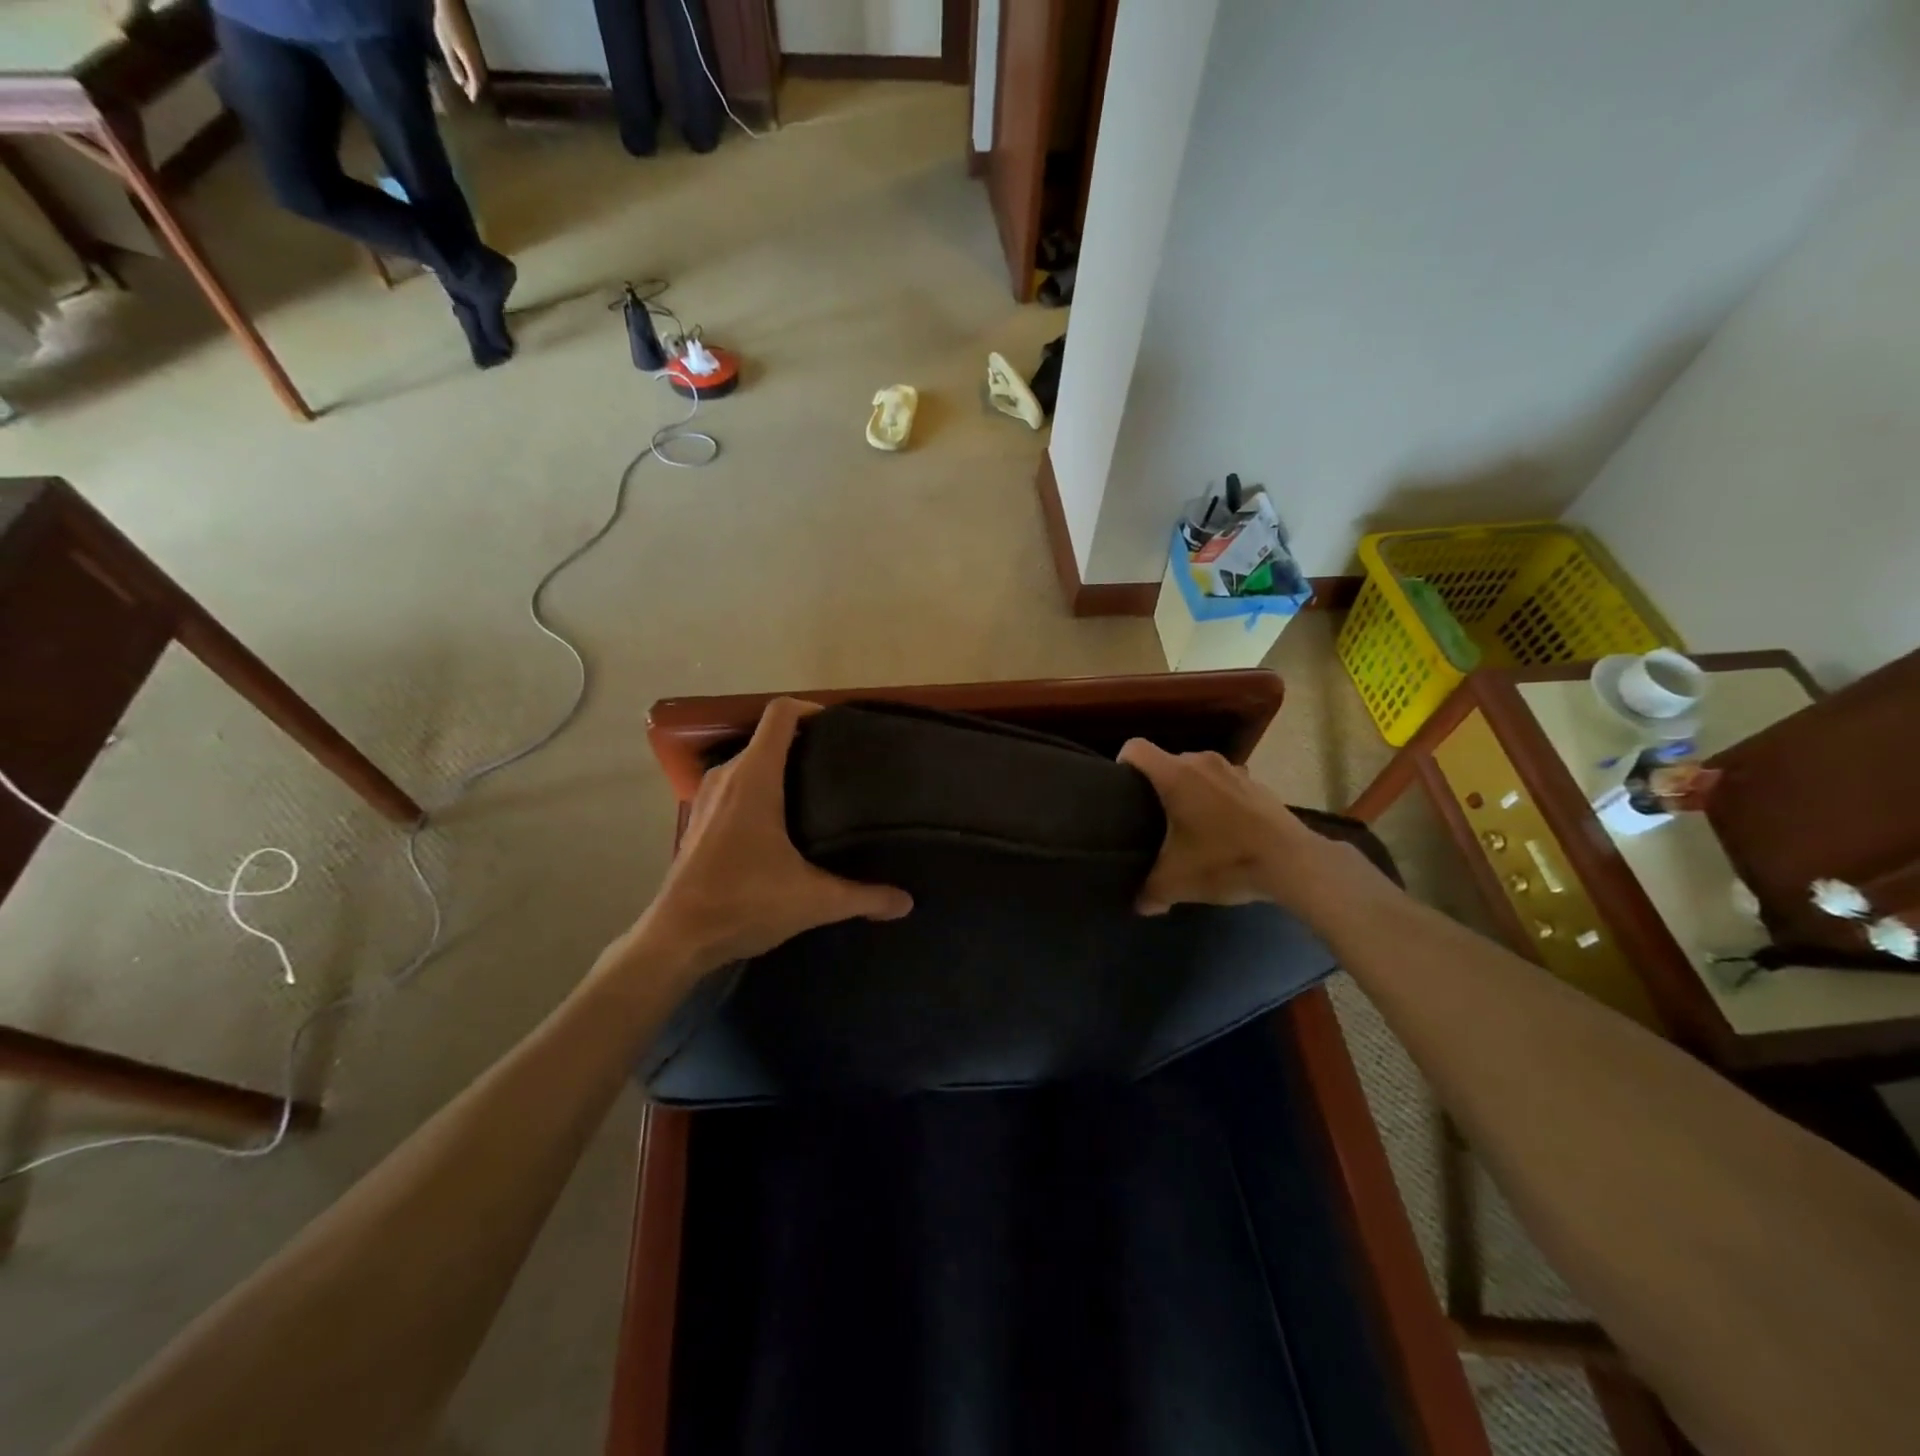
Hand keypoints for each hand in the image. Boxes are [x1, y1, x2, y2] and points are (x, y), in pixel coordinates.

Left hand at [433, 0, 487, 101]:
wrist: (451, 4)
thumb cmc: (447, 24)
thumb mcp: (446, 45)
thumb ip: (455, 65)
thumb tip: (462, 82)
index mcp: (472, 62)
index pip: (477, 84)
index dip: (475, 93)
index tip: (472, 101)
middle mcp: (479, 60)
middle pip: (482, 80)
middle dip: (477, 89)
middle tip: (470, 95)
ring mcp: (479, 53)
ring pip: (481, 73)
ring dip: (476, 80)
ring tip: (469, 84)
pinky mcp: (476, 46)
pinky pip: (478, 64)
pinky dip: (475, 71)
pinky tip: (468, 69)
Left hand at [630, 698, 912, 974]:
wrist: (677, 939)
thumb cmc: (743, 903)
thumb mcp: (813, 900)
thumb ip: (863, 897)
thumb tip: (906, 902)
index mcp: (754, 778)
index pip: (781, 714)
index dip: (812, 710)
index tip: (842, 729)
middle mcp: (727, 776)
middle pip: (769, 737)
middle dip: (806, 743)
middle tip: (844, 765)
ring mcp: (709, 797)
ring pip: (751, 762)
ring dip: (783, 767)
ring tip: (821, 791)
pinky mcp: (701, 819)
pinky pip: (737, 785)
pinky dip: (762, 789)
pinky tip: (785, 822)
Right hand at [1118, 739, 1360, 917]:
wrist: (1293, 863)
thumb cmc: (1225, 860)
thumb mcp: (1177, 882)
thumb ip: (1150, 892)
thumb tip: (1139, 905)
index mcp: (1175, 775)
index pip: (1135, 748)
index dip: (1122, 764)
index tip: (1121, 790)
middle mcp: (1202, 762)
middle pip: (1166, 761)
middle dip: (1157, 785)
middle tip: (1153, 818)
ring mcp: (1234, 770)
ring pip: (1198, 772)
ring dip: (1191, 791)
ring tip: (1190, 823)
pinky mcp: (1257, 784)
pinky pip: (1225, 784)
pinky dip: (1218, 799)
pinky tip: (1224, 830)